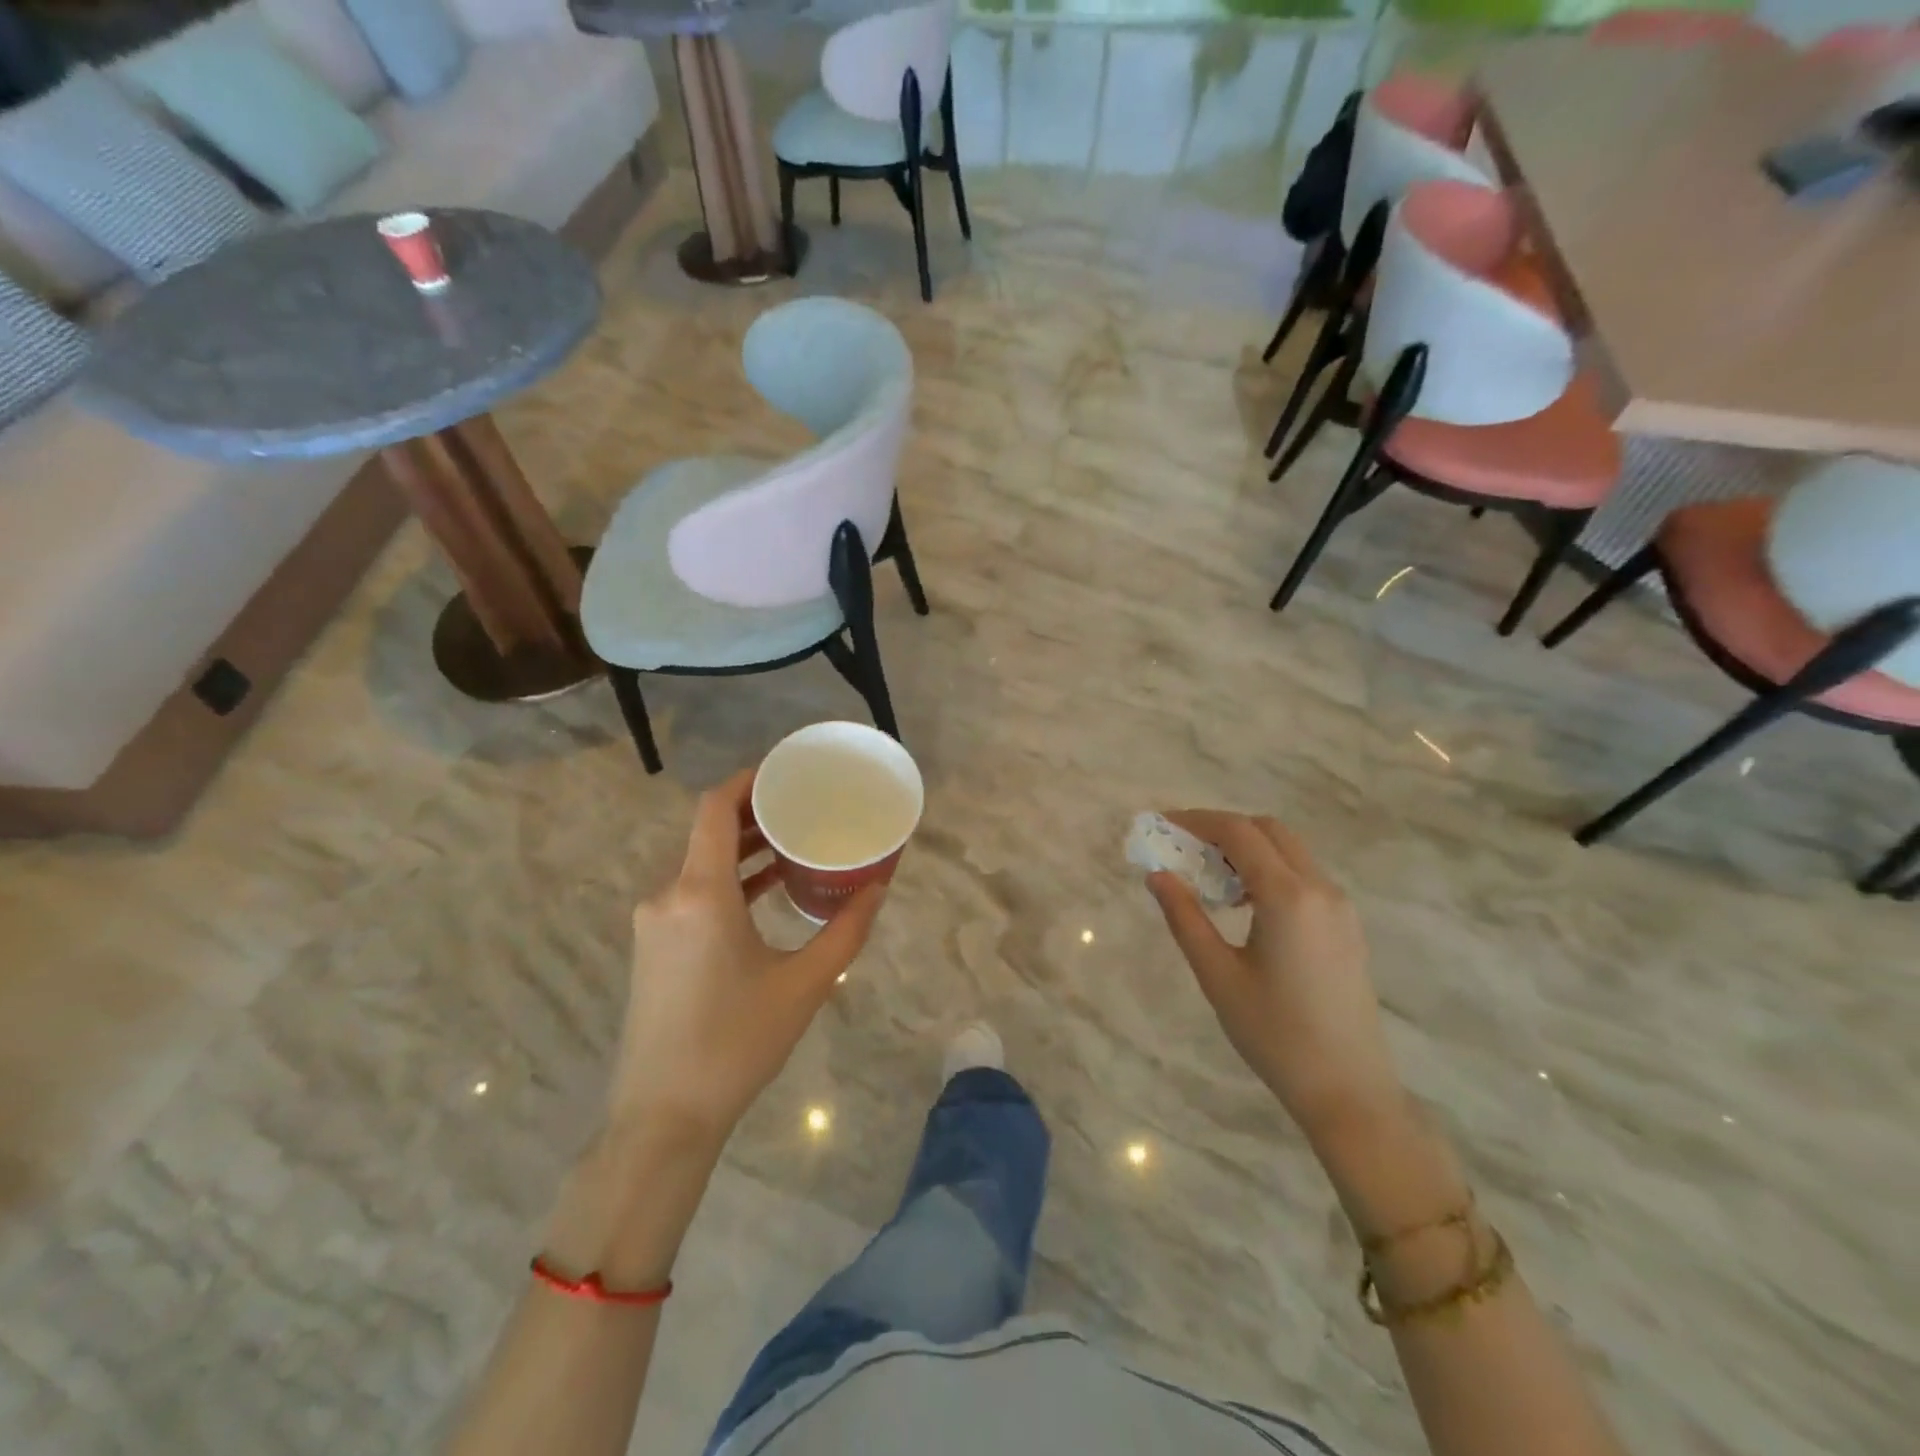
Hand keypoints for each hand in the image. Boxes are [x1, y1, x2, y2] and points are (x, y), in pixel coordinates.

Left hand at [608, 769, 886, 1146]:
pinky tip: (764, 890)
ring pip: (699, 864)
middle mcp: (668, 896)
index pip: (714, 809)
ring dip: (742, 849)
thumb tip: (878, 887)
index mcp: (700, 893)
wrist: (663, 1117)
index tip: (784, 773)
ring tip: (792, 842)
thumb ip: (846, 930)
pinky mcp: (653, 948)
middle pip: (708, 832)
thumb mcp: (804, 984)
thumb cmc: (736, 1043)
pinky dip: (727, 881)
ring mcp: (655, 923)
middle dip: (754, 813)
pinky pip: (692, 893)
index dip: (746, 781)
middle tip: (804, 807)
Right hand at [1147, 811, 1402, 1145]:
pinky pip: (1304, 875)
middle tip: (1183, 848)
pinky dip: (1269, 869)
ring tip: (1209, 878)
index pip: (1238, 833)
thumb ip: (1184, 917)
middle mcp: (1320, 889)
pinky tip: (1244, 904)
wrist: (1348, 1090)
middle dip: (1223, 829)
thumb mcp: (1217, 974)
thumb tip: (1157, 874)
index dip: (1197, 821)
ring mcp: (1340, 906)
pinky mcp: (1346, 925)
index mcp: (1288, 896)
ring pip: (1289, 850)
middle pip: (1268, 830)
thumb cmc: (1274, 1033)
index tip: (1163, 825)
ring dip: (1247, 849)